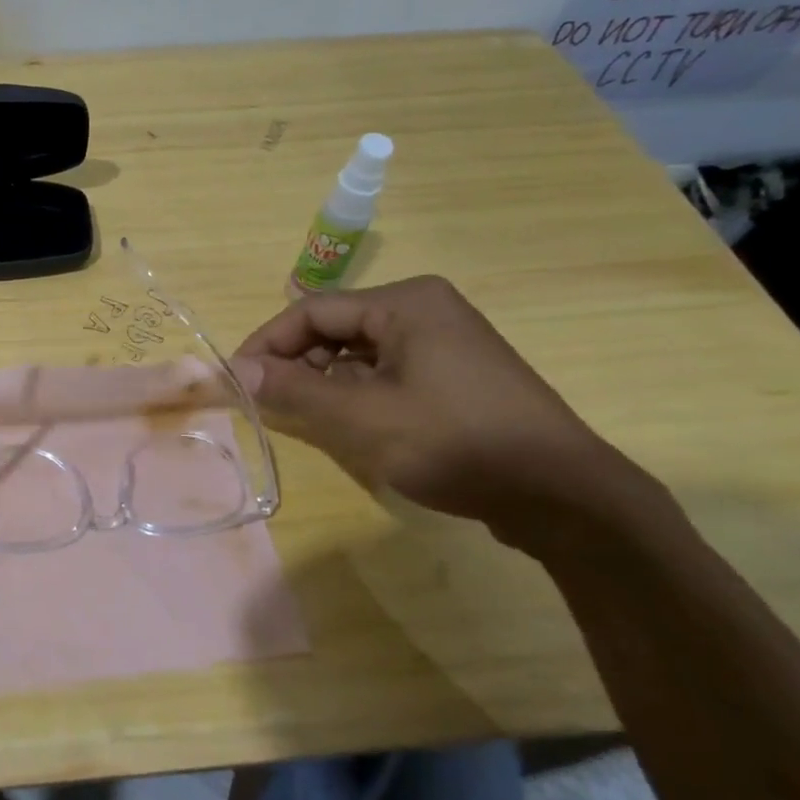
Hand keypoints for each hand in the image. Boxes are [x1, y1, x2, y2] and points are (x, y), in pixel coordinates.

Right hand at [236, 276, 648, 540]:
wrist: (564, 497)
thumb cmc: (456, 443)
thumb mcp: (363, 419)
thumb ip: (295, 392)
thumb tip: (236, 371)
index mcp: (405, 302)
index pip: (313, 310)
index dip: (267, 343)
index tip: (235, 379)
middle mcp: (424, 309)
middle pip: (336, 328)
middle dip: (296, 363)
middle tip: (265, 403)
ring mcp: (444, 342)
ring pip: (359, 353)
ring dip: (325, 381)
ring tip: (303, 417)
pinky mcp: (455, 375)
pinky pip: (387, 372)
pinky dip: (357, 392)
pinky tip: (349, 424)